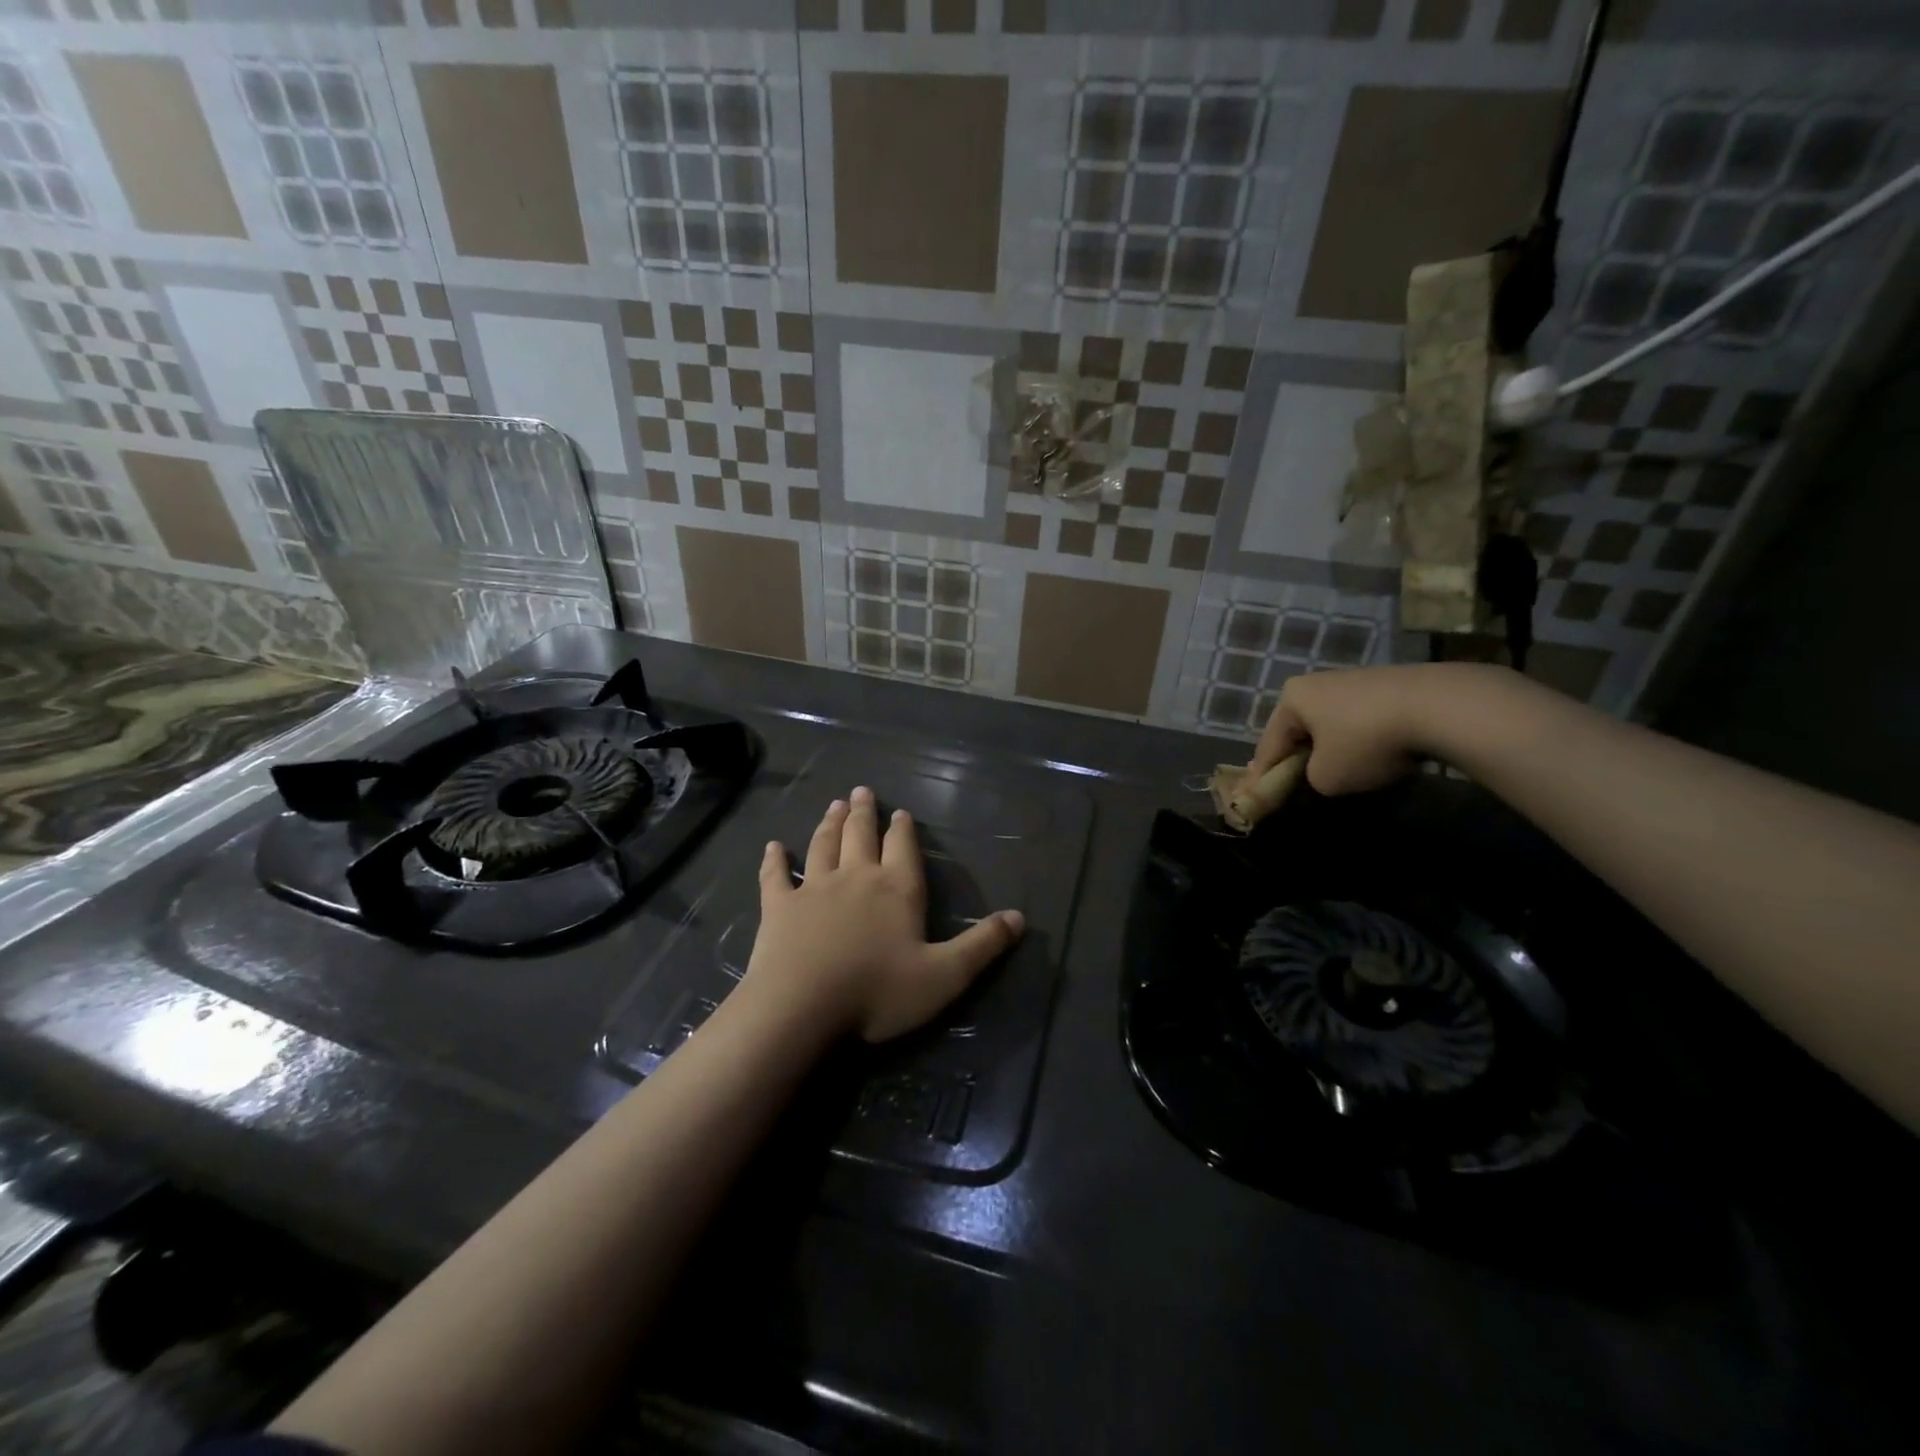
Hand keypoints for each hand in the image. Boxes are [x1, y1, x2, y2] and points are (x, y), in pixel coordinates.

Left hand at [741, 787, 1025, 1043]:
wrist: (802, 1007)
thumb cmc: (878, 992)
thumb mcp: (944, 976)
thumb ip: (983, 945)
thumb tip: (1021, 917)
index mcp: (897, 890)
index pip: (902, 848)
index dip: (902, 829)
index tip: (899, 811)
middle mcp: (856, 877)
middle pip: (860, 836)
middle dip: (863, 812)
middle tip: (861, 791)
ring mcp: (813, 889)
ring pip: (823, 846)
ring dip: (829, 824)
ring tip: (834, 805)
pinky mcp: (778, 907)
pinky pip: (775, 876)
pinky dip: (775, 859)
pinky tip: (773, 846)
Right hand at [1248, 662, 1518, 794]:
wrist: (1439, 707)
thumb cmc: (1365, 742)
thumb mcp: (1326, 777)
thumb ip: (1310, 778)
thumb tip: (1321, 772)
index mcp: (1292, 698)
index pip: (1269, 744)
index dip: (1261, 775)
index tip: (1254, 796)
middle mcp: (1318, 681)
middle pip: (1300, 728)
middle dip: (1298, 755)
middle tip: (1295, 781)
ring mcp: (1356, 679)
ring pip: (1332, 723)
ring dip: (1332, 746)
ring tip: (1341, 771)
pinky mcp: (1391, 684)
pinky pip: (1363, 719)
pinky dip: (1363, 738)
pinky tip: (1376, 755)